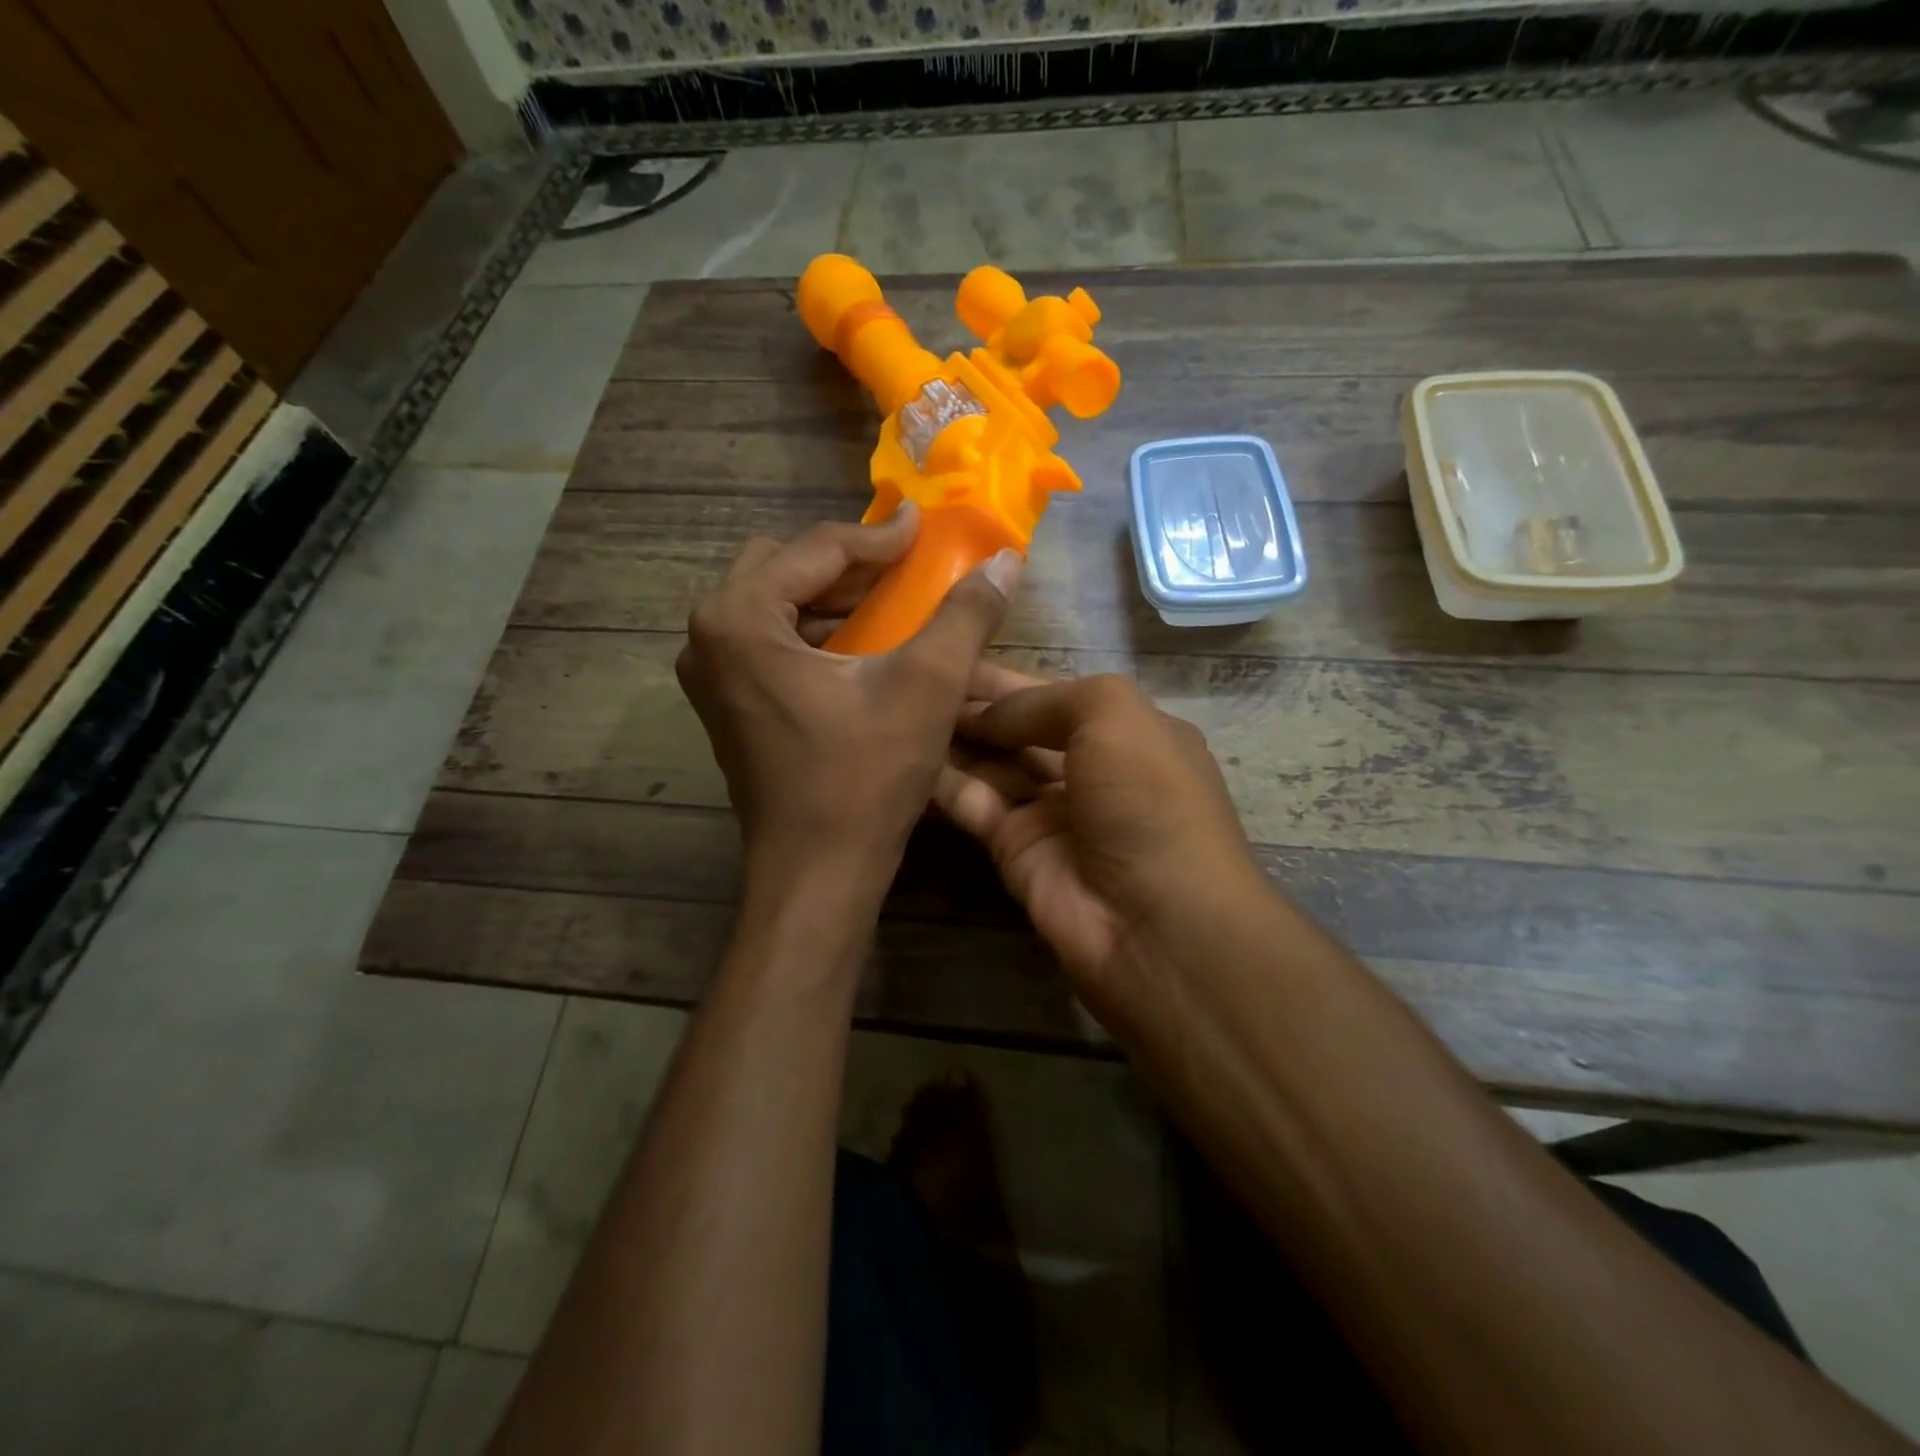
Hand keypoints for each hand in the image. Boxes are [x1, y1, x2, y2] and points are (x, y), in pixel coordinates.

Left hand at [677, 505, 1021, 893]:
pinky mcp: (726, 704)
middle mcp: (707, 636)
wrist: (817, 872)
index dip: (881, 537)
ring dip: (831, 596)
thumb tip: (1005, 560)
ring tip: (890, 602)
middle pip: (784, 567)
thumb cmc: (865, 778)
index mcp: (740, 618)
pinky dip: (814, 631)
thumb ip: (965, 615)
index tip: (927, 525)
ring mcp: (710, 673)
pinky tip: (861, 647)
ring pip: (774, 603)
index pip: (818, 549)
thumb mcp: (926, 687)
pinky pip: (769, 641)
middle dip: (848, 563)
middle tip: (905, 569)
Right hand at [935, 664, 1267, 1019]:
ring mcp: (1051, 812)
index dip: (1004, 678)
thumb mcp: (1113, 714)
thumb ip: (1042, 700)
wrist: (1156, 924)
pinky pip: (973, 803)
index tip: (950, 652)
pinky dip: (941, 781)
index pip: (1053, 694)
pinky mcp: (1015, 849)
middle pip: (1019, 728)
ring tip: (896, 705)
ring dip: (952, 738)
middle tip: (912, 675)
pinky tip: (902, 752)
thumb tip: (984, 711)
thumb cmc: (1147, 798)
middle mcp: (1089, 769)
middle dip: (973, 705)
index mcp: (1127, 732)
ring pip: (992, 764)